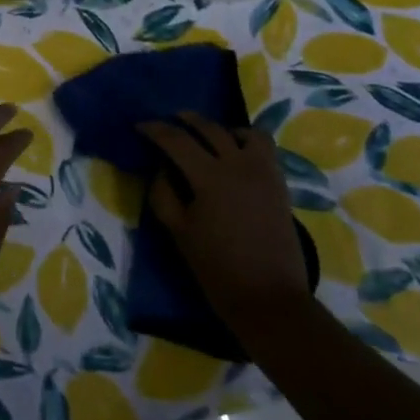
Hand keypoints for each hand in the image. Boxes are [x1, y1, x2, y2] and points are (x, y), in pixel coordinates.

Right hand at [139, 116, 310, 322]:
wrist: (269, 298)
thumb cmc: (218, 268)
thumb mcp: (179, 232)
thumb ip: (164, 194)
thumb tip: (161, 170)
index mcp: (209, 177)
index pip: (176, 140)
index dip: (155, 129)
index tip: (140, 126)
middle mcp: (238, 165)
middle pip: (209, 129)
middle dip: (186, 120)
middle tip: (170, 122)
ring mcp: (264, 173)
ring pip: (243, 132)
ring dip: (221, 129)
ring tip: (208, 137)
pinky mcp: (279, 185)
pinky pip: (265, 149)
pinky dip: (247, 142)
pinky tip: (236, 155)